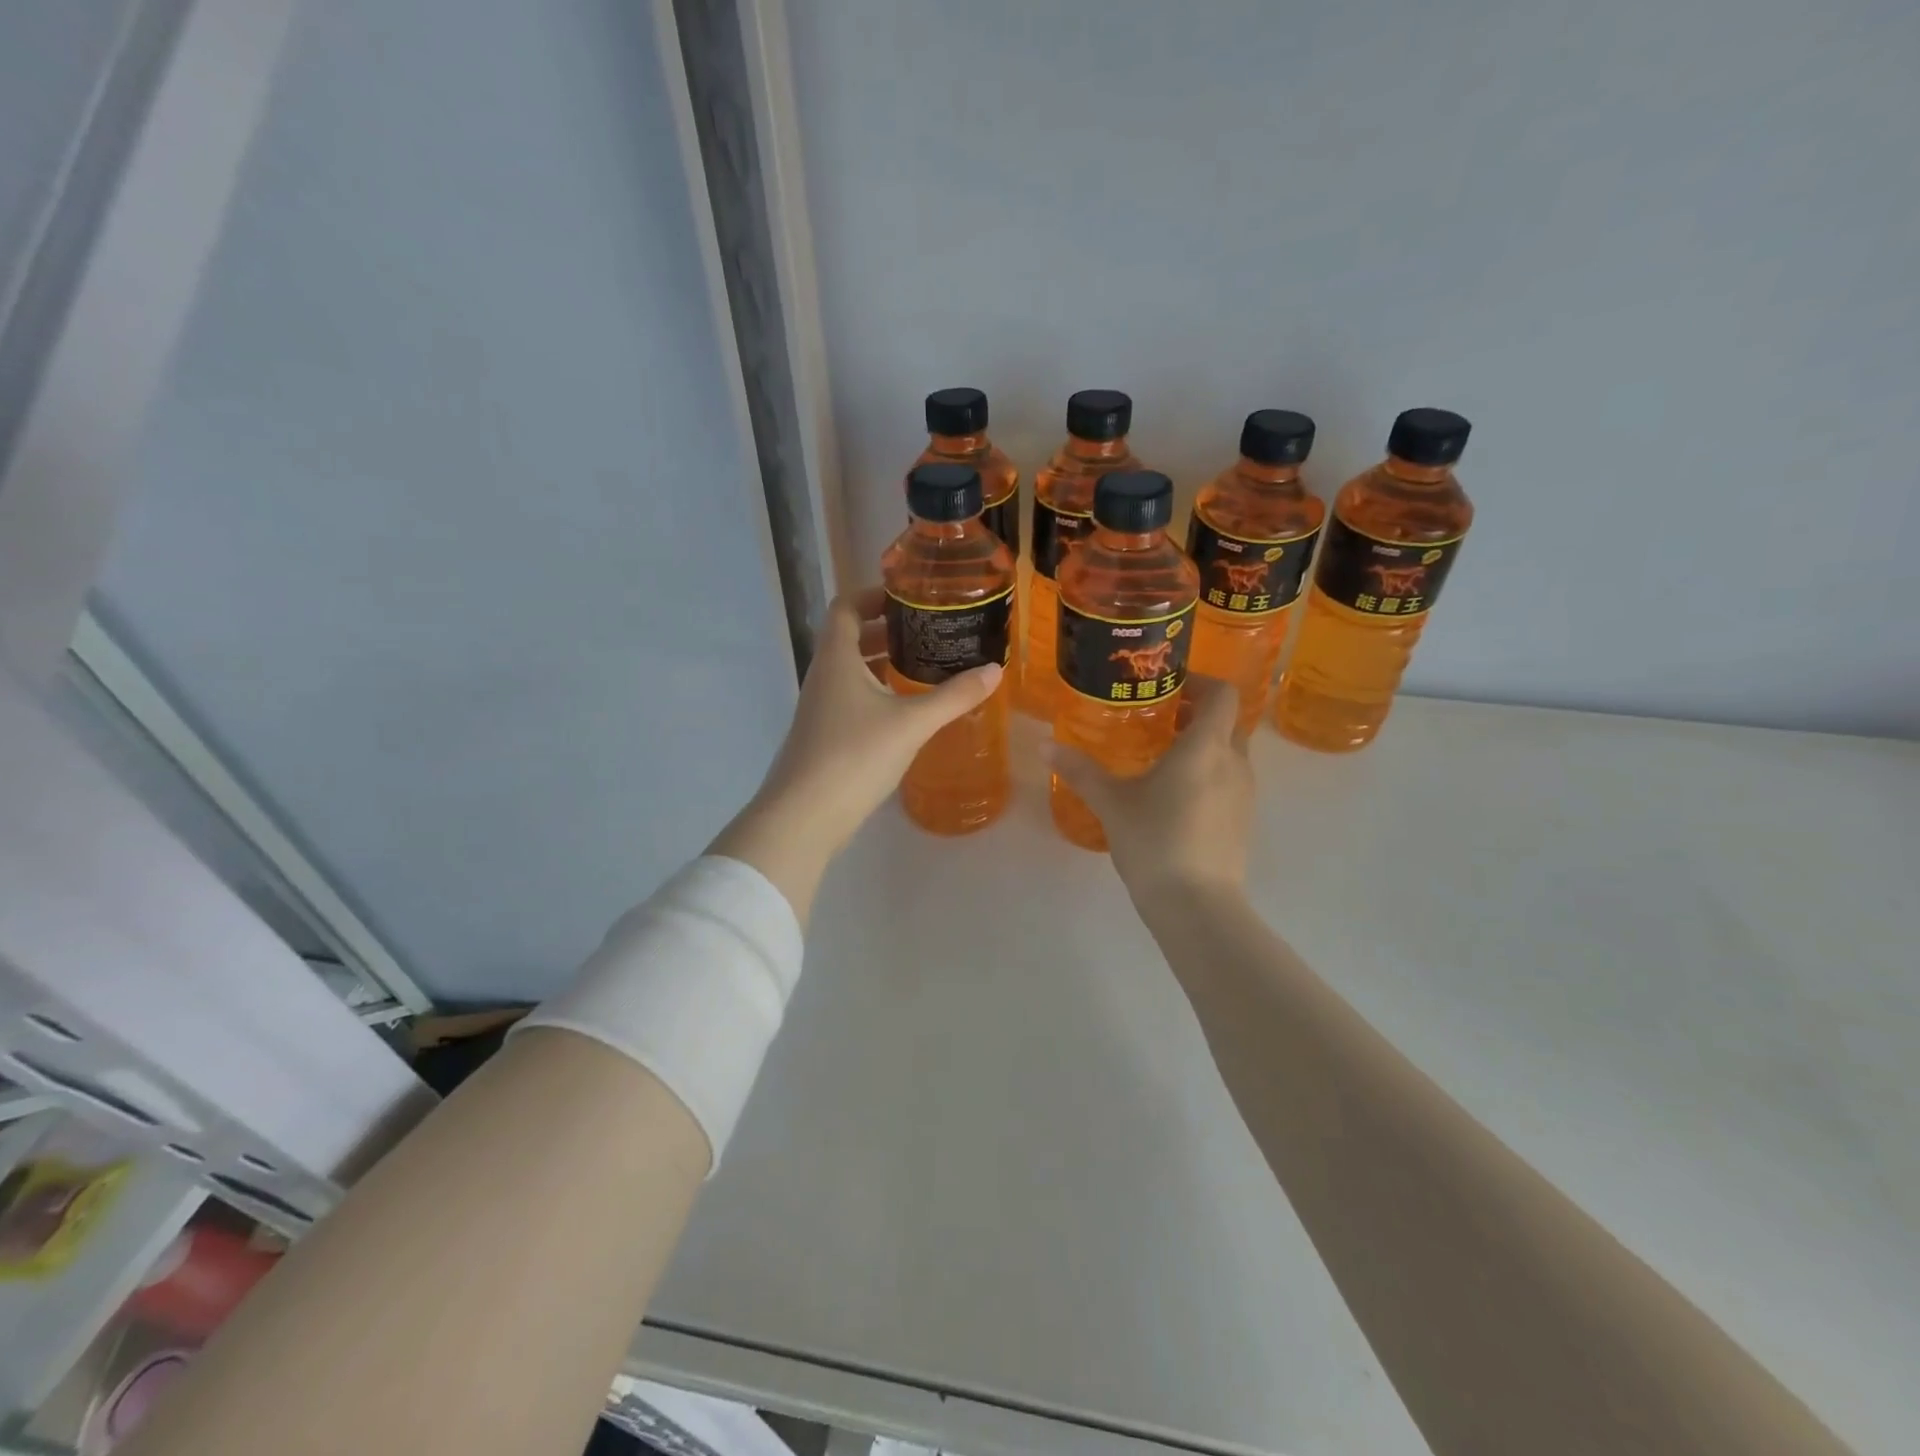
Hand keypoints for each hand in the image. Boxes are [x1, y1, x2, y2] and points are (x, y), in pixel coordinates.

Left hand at [708, 588, 1002, 920]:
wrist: (804, 816)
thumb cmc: (854, 755)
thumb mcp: (911, 723)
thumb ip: (954, 696)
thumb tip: (994, 670)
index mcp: (837, 658)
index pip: (847, 607)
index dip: (874, 595)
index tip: (910, 597)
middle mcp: (824, 676)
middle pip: (851, 637)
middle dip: (889, 630)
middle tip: (930, 632)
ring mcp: (821, 708)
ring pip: (853, 671)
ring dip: (884, 663)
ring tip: (926, 666)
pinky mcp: (825, 736)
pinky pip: (853, 699)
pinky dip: (879, 693)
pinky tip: (907, 710)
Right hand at [1046, 676, 1252, 907]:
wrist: (1197, 905)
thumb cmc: (1155, 841)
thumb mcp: (1111, 803)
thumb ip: (1080, 770)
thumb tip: (1044, 744)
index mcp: (1206, 747)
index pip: (1222, 694)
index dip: (1200, 681)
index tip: (1169, 686)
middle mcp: (1234, 762)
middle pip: (1227, 722)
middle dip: (1197, 713)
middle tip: (1159, 719)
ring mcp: (1245, 794)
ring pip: (1230, 753)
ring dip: (1204, 745)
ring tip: (1163, 757)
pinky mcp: (1243, 820)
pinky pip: (1230, 781)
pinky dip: (1209, 774)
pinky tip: (1175, 797)